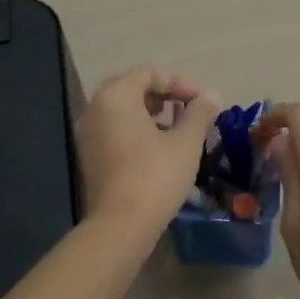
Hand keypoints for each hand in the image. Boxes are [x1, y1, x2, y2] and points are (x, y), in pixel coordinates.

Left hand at [76, 67, 220, 234]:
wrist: (120, 225)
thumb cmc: (155, 176)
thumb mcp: (186, 142)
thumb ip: (200, 113)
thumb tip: (212, 95)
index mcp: (116, 96)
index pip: (148, 73)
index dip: (179, 82)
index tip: (201, 101)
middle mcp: (95, 108)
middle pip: (132, 88)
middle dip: (164, 96)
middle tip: (190, 111)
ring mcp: (87, 133)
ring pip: (123, 111)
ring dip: (152, 114)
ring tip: (178, 131)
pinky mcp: (88, 156)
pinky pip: (114, 130)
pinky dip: (136, 131)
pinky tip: (159, 151)